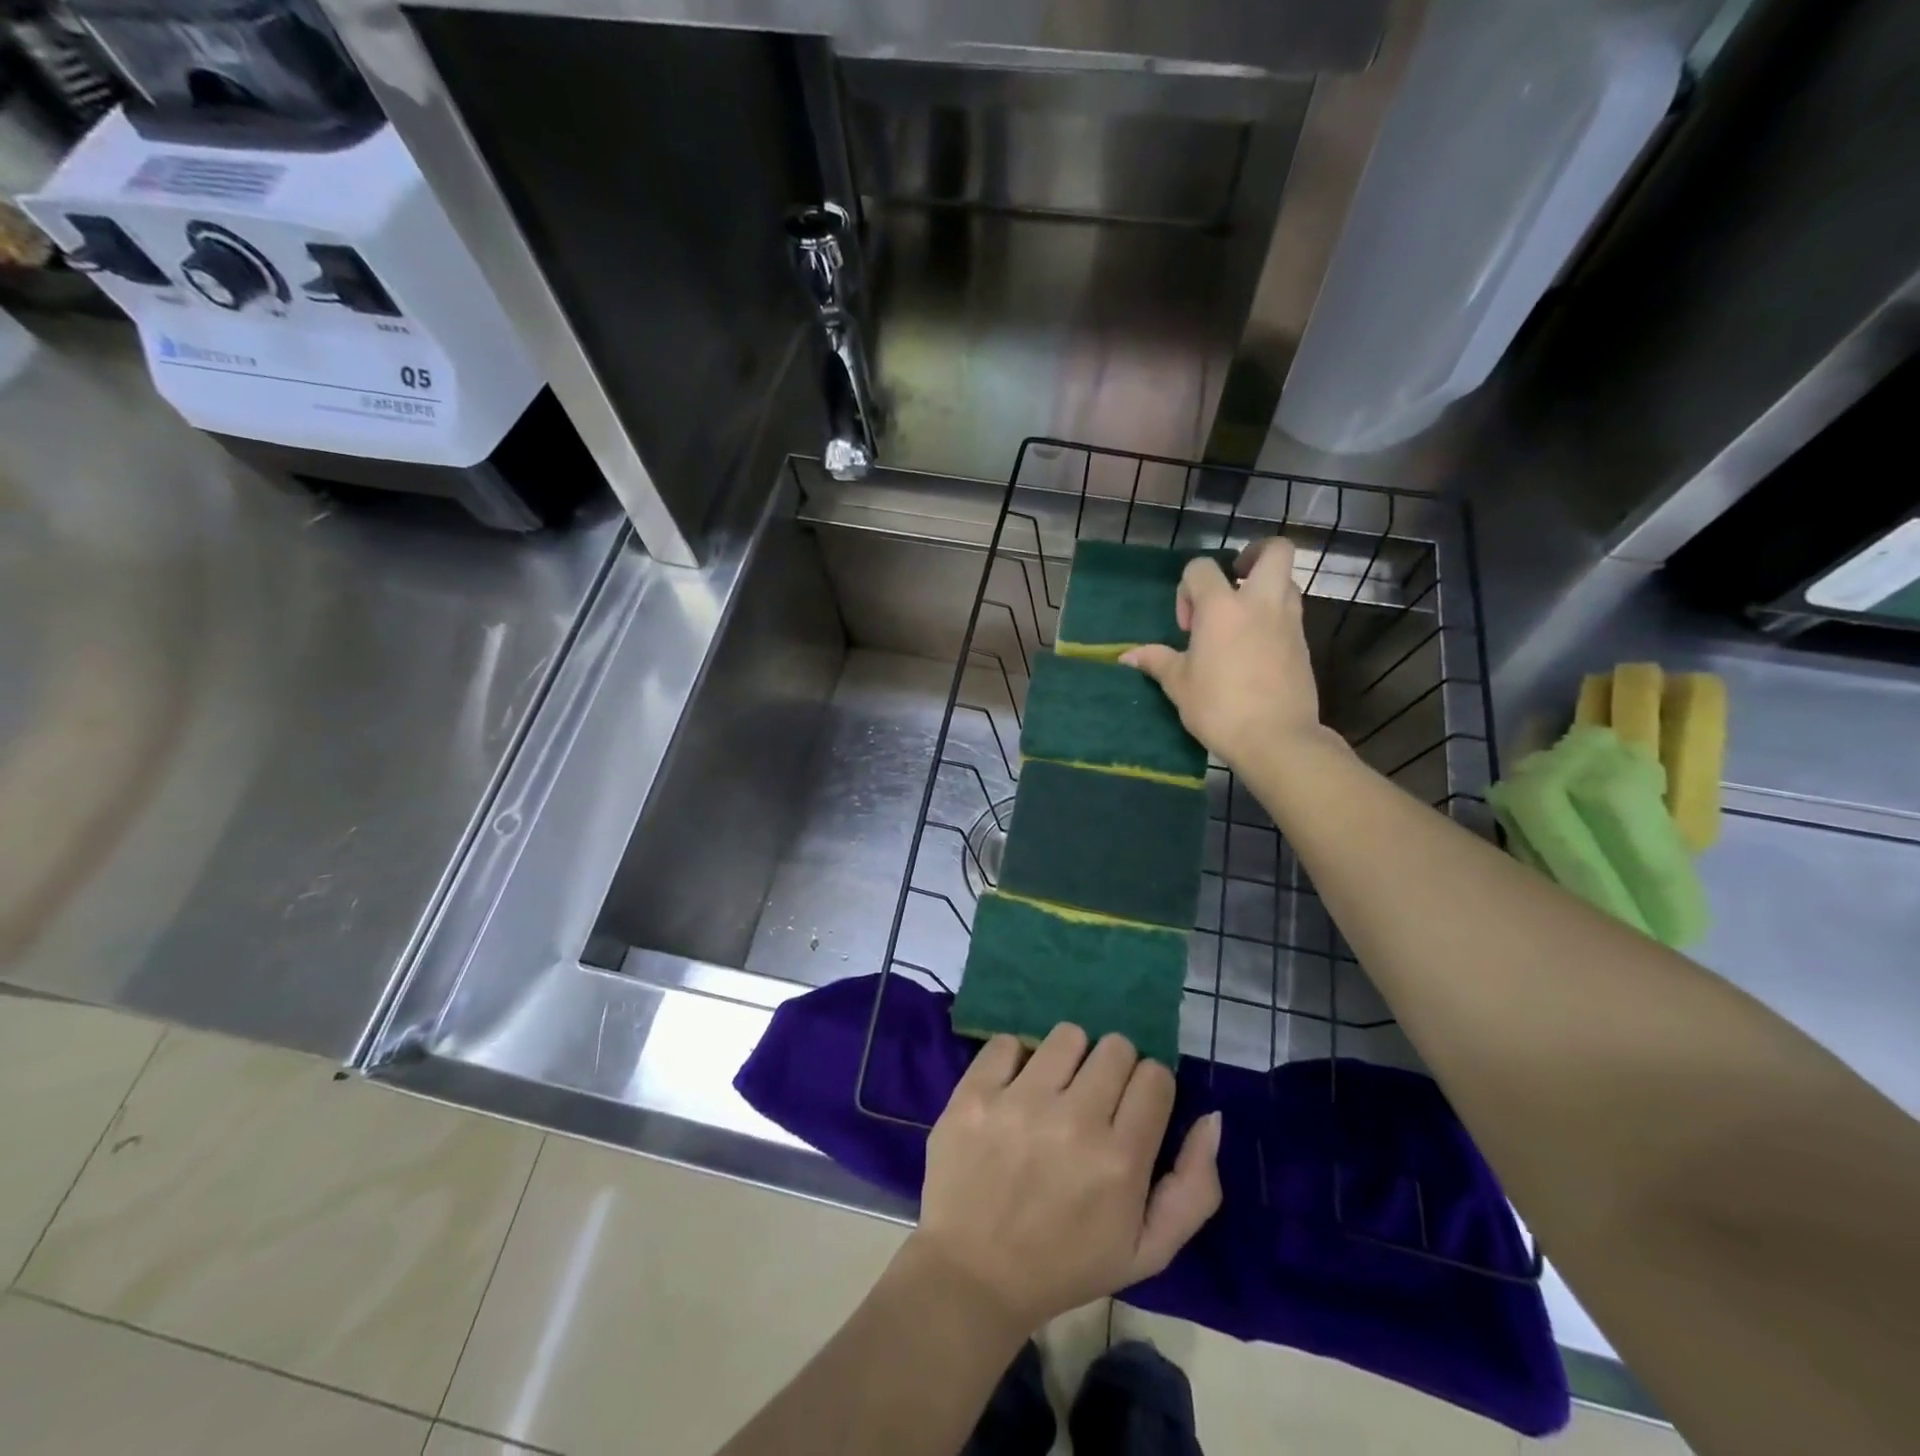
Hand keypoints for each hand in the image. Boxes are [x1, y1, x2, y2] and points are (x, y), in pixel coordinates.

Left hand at [907, 1024, 1222, 1337]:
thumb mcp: (1148, 1251)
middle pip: (1115, 1046)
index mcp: (1121, 1161)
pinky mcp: (975, 1093)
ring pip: (1067, 1035)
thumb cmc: (1066, 1264)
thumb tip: (1212, 1117)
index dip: (1149, 1088)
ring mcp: (1019, 1102)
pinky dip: (1014, 1059)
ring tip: (1053, 1091)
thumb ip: (1194, 1188)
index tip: (1132, 1109)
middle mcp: (1074, 1120)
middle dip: (1113, 1069)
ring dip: (1068, 1058)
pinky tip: (1013, 1091)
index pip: (1156, 1076)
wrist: (973, 1275)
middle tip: (1093, 1100)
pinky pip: (1008, 1041)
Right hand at [1121, 537, 1323, 771]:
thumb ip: (1157, 661)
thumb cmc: (1219, 707)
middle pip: (1274, 551)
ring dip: (1265, 588)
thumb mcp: (1179, 685)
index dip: (1187, 588)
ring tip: (1242, 619)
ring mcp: (1288, 621)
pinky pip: (1290, 613)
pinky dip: (1274, 618)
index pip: (1201, 568)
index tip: (1187, 626)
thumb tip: (1127, 656)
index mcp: (1221, 607)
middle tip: (1234, 579)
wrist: (1276, 738)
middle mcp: (1260, 603)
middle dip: (1254, 554)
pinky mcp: (1303, 644)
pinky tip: (1254, 648)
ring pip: (1287, 581)